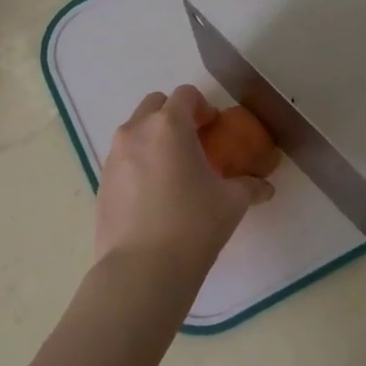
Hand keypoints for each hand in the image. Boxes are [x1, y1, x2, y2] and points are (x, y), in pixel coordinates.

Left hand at [94, 86, 272, 282]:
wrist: (142, 270)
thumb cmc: (193, 225)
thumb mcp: (231, 203)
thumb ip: (249, 186)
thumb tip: (264, 187)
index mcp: (169, 125)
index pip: (185, 95)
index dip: (203, 107)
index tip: (214, 128)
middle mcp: (136, 131)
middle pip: (155, 105)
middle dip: (174, 115)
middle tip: (193, 143)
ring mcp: (114, 156)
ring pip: (135, 130)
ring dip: (154, 138)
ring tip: (173, 171)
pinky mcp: (101, 182)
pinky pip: (123, 158)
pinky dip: (139, 162)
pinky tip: (154, 195)